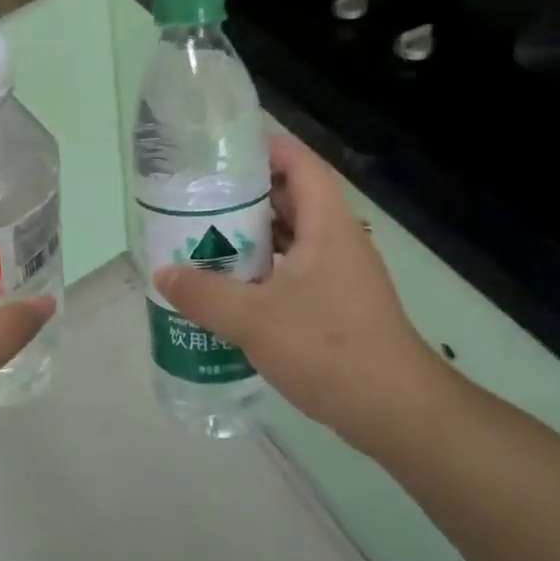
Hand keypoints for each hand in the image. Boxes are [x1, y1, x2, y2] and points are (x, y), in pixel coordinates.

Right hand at [154, 133, 456, 453]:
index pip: (302, 165)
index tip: (222, 152)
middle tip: (199, 198)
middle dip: (247, 195)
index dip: (267, 148)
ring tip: (205, 238)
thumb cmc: (328, 349)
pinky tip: (231, 288)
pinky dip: (263, 270)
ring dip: (253, 236)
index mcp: (328, 227)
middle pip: (293, 199)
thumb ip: (203, 294)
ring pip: (292, 239)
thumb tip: (164, 273)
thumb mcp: (253, 319)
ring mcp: (341, 276)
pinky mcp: (338, 306)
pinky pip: (294, 271)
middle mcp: (338, 242)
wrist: (396, 412)